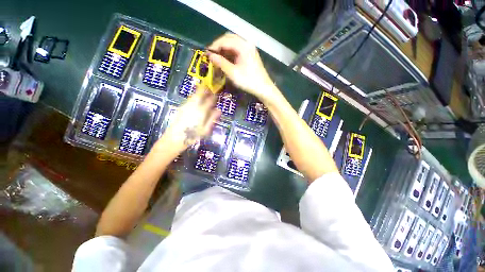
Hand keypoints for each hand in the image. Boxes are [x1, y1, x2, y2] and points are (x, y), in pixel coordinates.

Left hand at [157, 86, 220, 152]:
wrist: (175, 138)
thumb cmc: (193, 136)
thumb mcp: (206, 130)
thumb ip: (212, 119)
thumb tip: (219, 110)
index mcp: (201, 111)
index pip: (209, 101)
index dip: (214, 97)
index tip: (217, 95)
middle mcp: (193, 106)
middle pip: (199, 94)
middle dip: (205, 89)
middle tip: (210, 88)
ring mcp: (186, 106)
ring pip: (193, 95)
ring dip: (199, 92)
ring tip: (204, 91)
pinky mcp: (181, 108)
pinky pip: (189, 99)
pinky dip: (194, 96)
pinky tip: (196, 99)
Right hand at [207, 33, 279, 103]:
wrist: (264, 88)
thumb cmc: (249, 81)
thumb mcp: (233, 73)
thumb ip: (221, 63)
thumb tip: (209, 55)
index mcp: (243, 46)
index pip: (225, 40)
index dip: (214, 46)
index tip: (206, 54)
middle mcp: (247, 43)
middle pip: (229, 39)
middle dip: (219, 46)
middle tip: (211, 56)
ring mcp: (249, 49)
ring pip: (233, 44)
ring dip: (224, 50)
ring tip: (217, 59)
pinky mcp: (250, 54)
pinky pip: (237, 50)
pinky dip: (230, 53)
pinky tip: (226, 60)